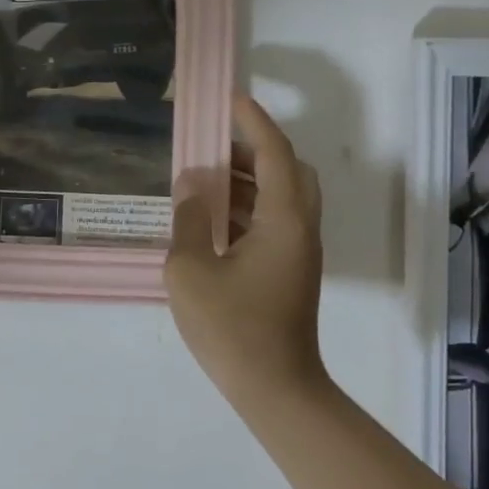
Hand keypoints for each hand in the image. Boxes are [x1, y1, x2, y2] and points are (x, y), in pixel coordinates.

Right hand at [165, 96, 325, 405]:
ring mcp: (298, 252)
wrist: (274, 388)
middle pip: (289, 171)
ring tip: (205, 179)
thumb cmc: (231, 327)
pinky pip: (274, 221)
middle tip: (215, 146)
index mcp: (283, 220)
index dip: (254, 122)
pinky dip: (248, 207)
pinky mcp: (290, 271)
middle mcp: (299, 228)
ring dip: (249, 180)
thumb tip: (192, 186)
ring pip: (282, 197)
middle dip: (255, 150)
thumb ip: (189, 219)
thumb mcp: (191, 269)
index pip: (274, 154)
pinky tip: (212, 218)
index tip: (231, 100)